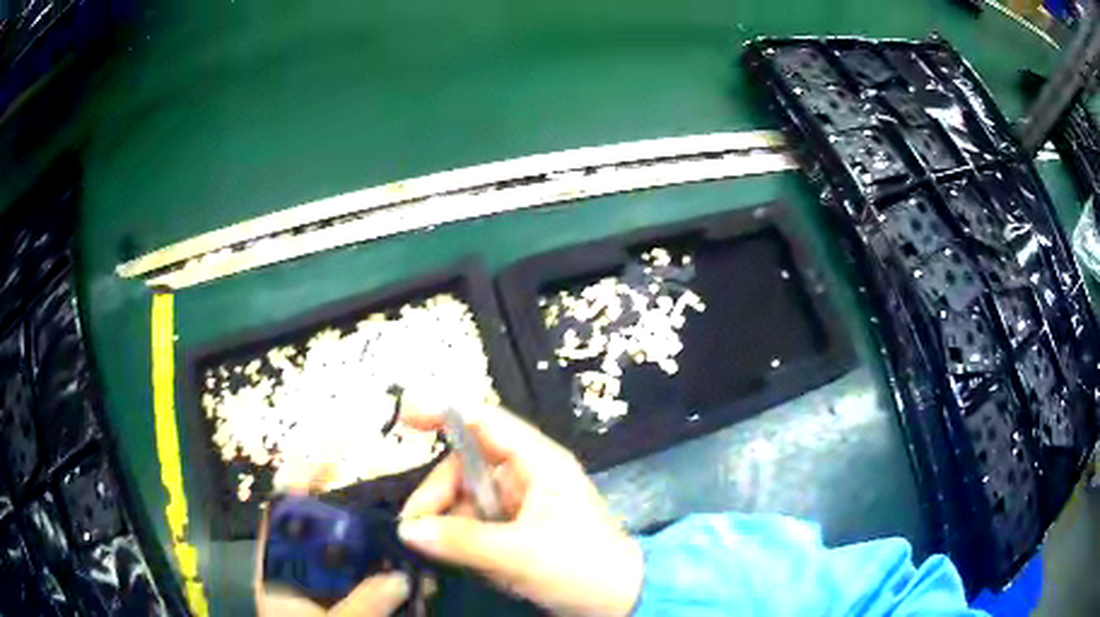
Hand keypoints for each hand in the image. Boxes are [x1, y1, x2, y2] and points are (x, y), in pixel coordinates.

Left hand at [254, 467, 410, 616]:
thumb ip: (361, 607)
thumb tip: (400, 578)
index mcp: (278, 573)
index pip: (280, 517)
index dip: (296, 485)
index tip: (326, 465)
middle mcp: (300, 577)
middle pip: (322, 537)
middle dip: (354, 526)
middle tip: (388, 523)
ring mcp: (326, 594)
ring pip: (352, 565)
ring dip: (381, 560)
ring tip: (409, 557)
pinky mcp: (350, 608)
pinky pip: (371, 589)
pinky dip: (391, 586)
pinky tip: (415, 589)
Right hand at [397, 401, 643, 616]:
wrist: (622, 601)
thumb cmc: (581, 567)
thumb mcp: (520, 554)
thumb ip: (460, 540)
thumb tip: (406, 529)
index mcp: (538, 462)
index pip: (485, 422)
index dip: (444, 413)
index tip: (405, 418)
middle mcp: (526, 476)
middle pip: (464, 467)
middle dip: (437, 496)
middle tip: (415, 530)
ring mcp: (521, 505)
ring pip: (465, 501)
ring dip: (447, 524)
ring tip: (442, 555)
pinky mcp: (517, 531)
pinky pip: (476, 525)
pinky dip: (462, 540)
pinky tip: (464, 563)